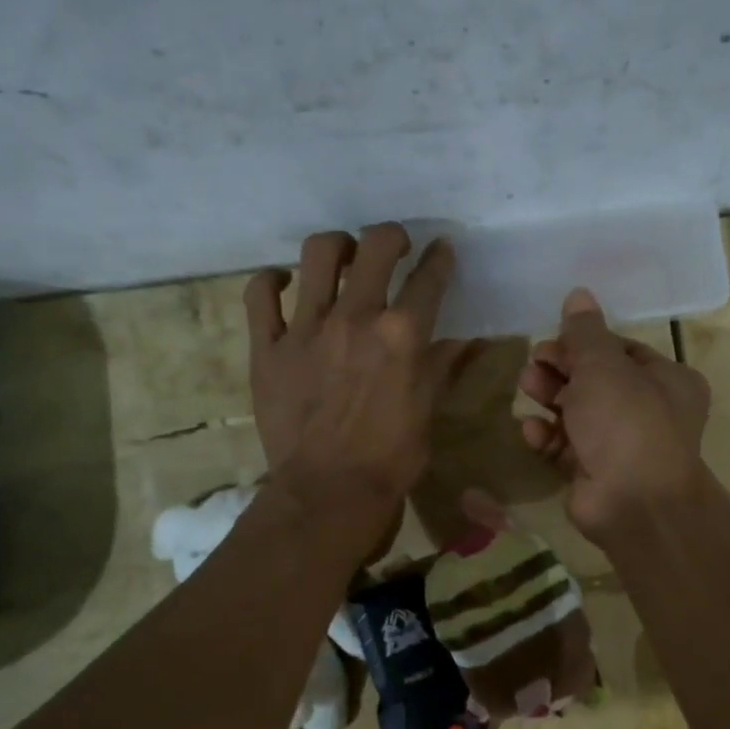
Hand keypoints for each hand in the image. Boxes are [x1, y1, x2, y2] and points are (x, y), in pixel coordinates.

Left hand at [244, 224, 470, 544]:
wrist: (329, 492)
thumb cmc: (392, 457)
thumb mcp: (428, 410)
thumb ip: (444, 366)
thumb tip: (469, 339)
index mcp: (402, 334)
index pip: (429, 277)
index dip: (440, 258)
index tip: (441, 252)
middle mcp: (356, 318)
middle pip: (376, 246)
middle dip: (392, 236)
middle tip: (394, 247)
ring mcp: (307, 329)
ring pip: (317, 253)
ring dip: (337, 246)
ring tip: (342, 257)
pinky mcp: (268, 347)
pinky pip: (260, 295)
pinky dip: (271, 281)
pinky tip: (284, 283)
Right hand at [518, 288, 711, 538]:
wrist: (633, 503)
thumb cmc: (626, 423)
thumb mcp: (604, 366)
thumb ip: (585, 332)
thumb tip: (579, 294)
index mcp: (666, 380)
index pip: (620, 350)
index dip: (583, 343)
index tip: (552, 340)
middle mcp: (648, 410)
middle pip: (595, 380)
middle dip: (561, 369)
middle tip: (534, 364)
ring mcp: (620, 445)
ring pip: (577, 412)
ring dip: (550, 397)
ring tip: (526, 387)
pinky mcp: (594, 472)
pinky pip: (566, 446)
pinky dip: (548, 436)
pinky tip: (531, 430)